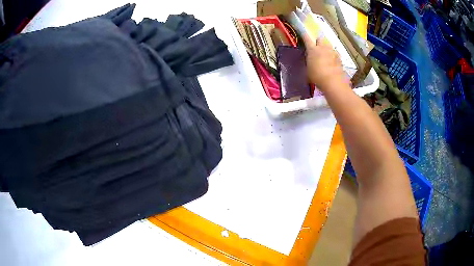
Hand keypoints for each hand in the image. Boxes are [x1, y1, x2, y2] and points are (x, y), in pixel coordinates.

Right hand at [303, 34, 348, 91]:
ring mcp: (332, 52)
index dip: (304, 35)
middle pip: (320, 39)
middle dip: (318, 42)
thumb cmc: (317, 76)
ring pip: (329, 46)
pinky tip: (333, 62)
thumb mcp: (308, 69)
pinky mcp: (339, 58)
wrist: (333, 81)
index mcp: (312, 49)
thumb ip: (310, 62)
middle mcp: (322, 47)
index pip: (306, 38)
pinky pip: (335, 54)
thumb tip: (311, 62)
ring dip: (327, 49)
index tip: (303, 34)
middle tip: (317, 48)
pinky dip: (334, 56)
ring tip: (326, 56)